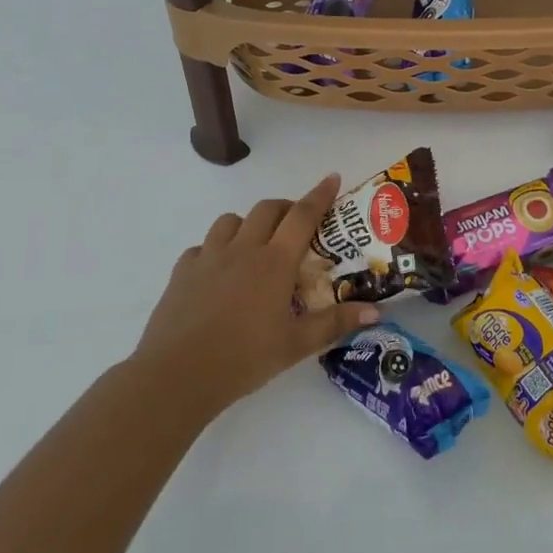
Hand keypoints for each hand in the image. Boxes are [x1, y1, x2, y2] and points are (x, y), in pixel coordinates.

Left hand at [131, 174, 378, 418]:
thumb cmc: (244, 359)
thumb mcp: (297, 345)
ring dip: (249, 223)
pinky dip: (216, 249)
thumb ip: (335, 323)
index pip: (302, 216)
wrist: (177, 376)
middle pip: (267, 209)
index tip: (332, 177)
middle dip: (286, 207)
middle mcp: (242, 249)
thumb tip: (375, 311)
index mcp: (274, 262)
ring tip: (257, 245)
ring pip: (231, 221)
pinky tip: (219, 272)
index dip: (320, 194)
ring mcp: (208, 258)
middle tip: (298, 223)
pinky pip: (202, 247)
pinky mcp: (182, 272)